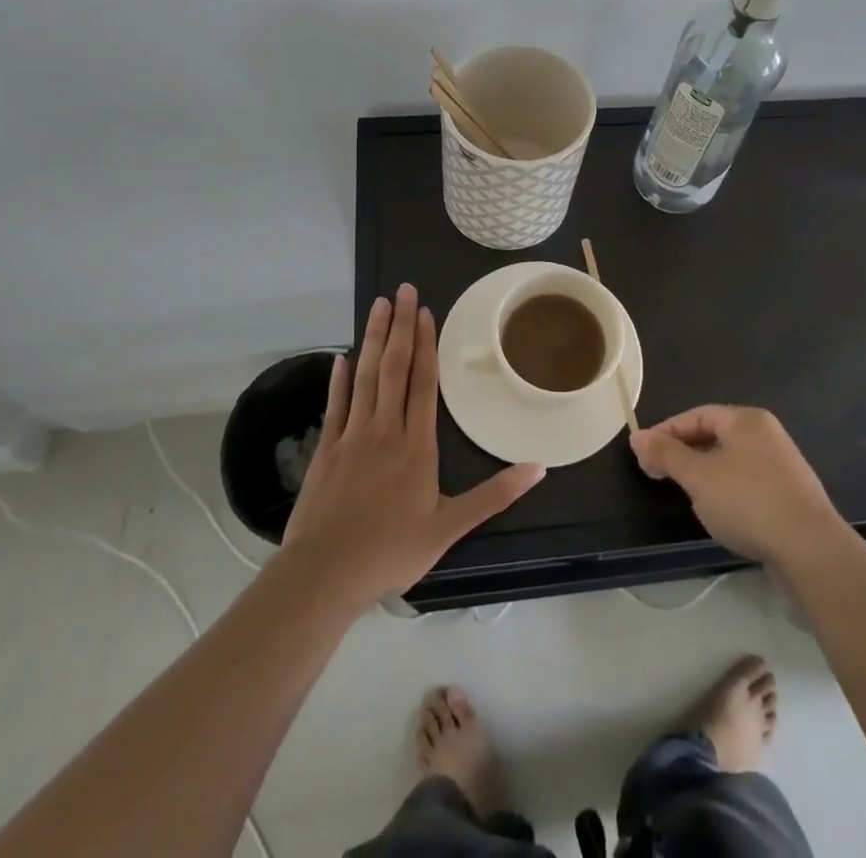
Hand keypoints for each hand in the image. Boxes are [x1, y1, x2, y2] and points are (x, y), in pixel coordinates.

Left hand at [283, 284, 544, 604]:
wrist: (326, 574)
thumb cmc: (391, 551)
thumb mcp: (450, 527)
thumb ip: (494, 495)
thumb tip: (539, 468)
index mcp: (416, 445)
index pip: (423, 383)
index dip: (425, 345)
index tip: (425, 312)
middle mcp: (385, 430)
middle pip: (393, 368)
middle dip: (399, 326)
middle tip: (402, 290)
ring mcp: (352, 436)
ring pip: (365, 377)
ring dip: (371, 339)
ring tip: (377, 306)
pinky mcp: (326, 450)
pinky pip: (336, 405)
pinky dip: (338, 379)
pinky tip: (340, 357)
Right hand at [630, 405, 843, 567]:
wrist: (811, 550)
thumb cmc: (748, 502)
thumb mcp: (698, 476)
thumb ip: (666, 454)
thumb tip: (637, 436)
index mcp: (746, 420)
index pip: (697, 415)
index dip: (667, 431)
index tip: (643, 453)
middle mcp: (766, 435)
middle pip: (714, 435)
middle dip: (683, 452)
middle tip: (657, 474)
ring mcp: (781, 465)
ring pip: (730, 460)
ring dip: (703, 473)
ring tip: (685, 494)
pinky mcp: (789, 495)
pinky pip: (747, 482)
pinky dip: (726, 490)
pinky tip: (719, 512)